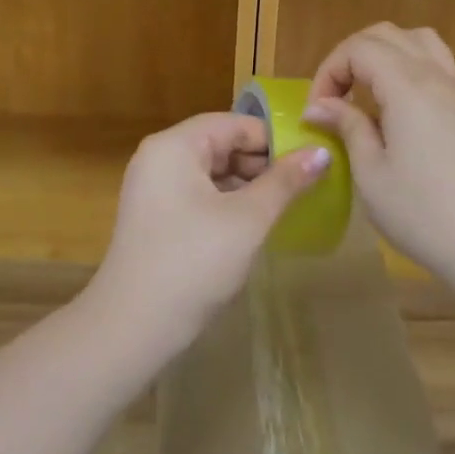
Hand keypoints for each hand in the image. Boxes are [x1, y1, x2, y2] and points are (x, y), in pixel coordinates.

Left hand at [87, 113, 329, 353]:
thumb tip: (323, 152)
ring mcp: (153, 188)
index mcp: (175, 146)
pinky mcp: (155, 216)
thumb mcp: (247, 219)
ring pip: (211, 171)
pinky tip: (253, 224)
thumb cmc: (193, 263)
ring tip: (285, 206)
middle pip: (221, 144)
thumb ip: (285, 182)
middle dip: (262, 163)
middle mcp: (159, 157)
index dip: (274, 139)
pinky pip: (198, 194)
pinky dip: (227, 202)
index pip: (234, 124)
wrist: (131, 329)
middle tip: (303, 187)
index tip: (311, 161)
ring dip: (247, 185)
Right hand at [303, 23, 454, 287]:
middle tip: (333, 98)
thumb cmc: (423, 213)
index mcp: (406, 86)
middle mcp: (433, 76)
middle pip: (385, 35)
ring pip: (415, 41)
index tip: (317, 112)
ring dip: (382, 53)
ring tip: (364, 89)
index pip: (358, 48)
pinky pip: (436, 62)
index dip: (329, 71)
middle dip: (350, 57)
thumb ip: (347, 127)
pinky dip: (408, 65)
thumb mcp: (371, 173)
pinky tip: (396, 103)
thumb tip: (320, 107)